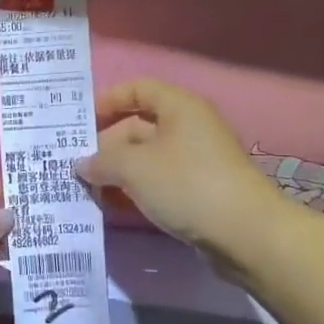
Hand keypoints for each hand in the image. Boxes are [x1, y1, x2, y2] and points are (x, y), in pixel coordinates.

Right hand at [74, 79, 283, 265]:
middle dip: (106, 143)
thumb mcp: (135, 168)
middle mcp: (190, 126)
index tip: (80, 122)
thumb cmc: (187, 185)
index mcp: (179, 107)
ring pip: (148, 156)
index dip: (108, 100)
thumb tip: (81, 164)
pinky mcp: (200, 189)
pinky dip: (137, 187)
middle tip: (76, 163)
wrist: (247, 234)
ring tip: (87, 186)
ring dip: (118, 169)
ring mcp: (197, 160)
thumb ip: (102, 161)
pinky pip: (160, 179)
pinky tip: (114, 204)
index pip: (137, 89)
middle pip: (139, 124)